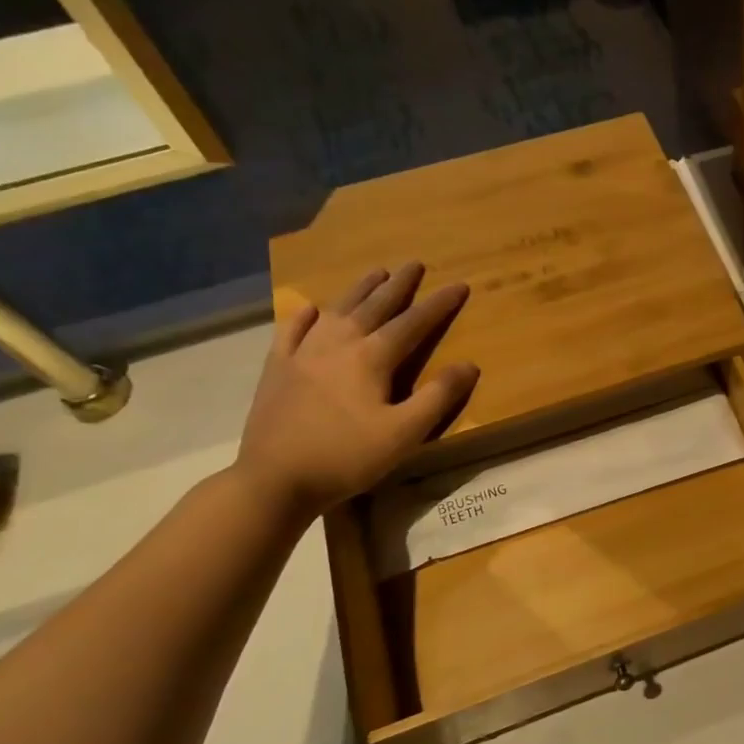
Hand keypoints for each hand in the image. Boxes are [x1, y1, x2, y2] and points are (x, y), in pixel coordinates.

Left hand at [234, 263, 478, 518]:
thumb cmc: (347, 457)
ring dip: (359, 290)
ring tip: (375, 273)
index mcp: (371, 358)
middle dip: (398, 285)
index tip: (459, 285)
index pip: (413, 323)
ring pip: (336, 310)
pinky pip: (291, 332)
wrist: (275, 480)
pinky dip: (304, 316)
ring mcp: (302, 354)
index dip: (439, 304)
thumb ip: (438, 397)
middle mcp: (338, 344)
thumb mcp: (405, 434)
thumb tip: (469, 365)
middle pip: (374, 306)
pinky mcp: (277, 370)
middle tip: (414, 263)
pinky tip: (310, 309)